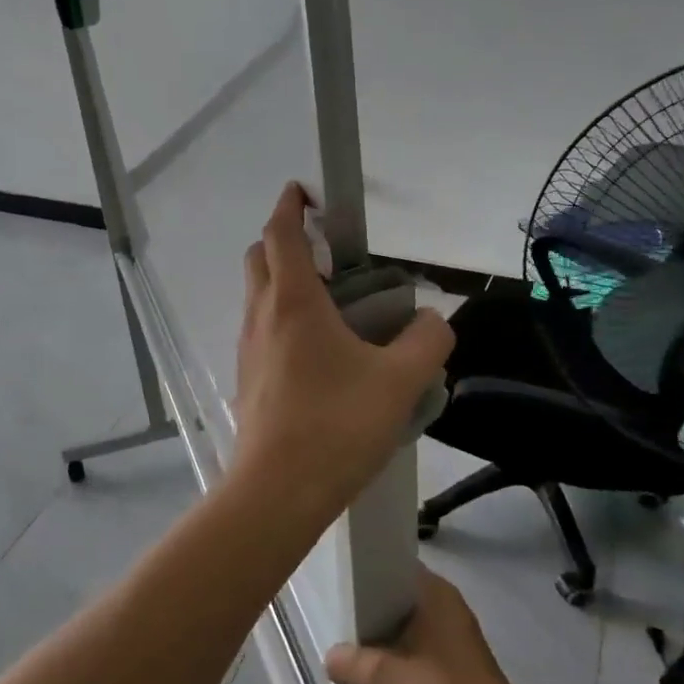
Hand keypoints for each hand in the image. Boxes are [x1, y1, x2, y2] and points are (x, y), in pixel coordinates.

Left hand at [231, 183, 452, 523]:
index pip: (280, 232)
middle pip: (260, 257)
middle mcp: (262, 315)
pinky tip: (320, 354)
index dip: (290, 205)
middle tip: (330, 255)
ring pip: (258, 295)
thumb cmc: (336, 425)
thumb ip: (427, 343)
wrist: (276, 491)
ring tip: (335, 306)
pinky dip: (283, 318)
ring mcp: (248, 347)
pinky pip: (262, 330)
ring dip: (285, 282)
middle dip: (285, 240)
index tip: (305, 192)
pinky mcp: (248, 377)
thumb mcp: (399, 382)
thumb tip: (435, 320)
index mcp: (293, 301)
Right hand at [325, 568, 524, 683]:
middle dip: (371, 610)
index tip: (339, 587)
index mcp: (435, 592)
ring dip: (387, 636)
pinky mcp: (461, 663)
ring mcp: (457, 634)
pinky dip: (403, 655)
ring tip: (354, 648)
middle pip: (399, 597)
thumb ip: (355, 664)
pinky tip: (383, 674)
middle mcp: (448, 604)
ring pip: (410, 624)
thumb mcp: (388, 680)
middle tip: (340, 620)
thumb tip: (330, 657)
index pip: (392, 567)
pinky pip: (422, 646)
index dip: (364, 575)